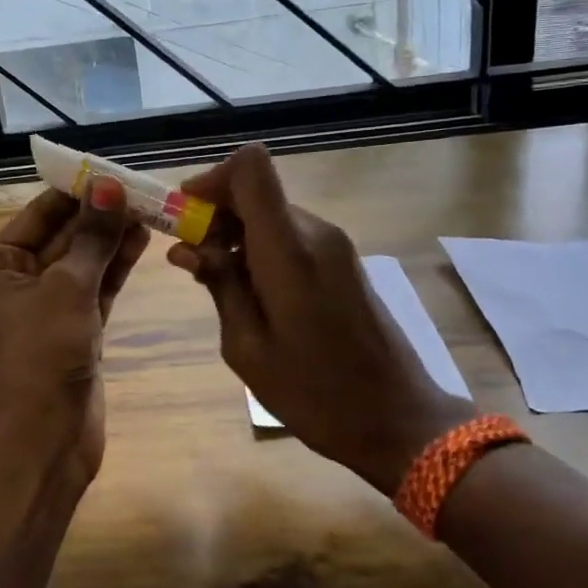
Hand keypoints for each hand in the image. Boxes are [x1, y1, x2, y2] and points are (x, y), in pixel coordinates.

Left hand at [0, 177, 149, 487]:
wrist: (44, 439)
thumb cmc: (42, 355)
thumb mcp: (67, 288)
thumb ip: (91, 237)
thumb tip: (107, 186)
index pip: (37, 215)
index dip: (73, 192)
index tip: (109, 171)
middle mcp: (18, 284)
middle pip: (62, 236)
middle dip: (97, 215)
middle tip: (138, 188)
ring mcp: (48, 309)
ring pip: (83, 262)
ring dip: (111, 238)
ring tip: (148, 209)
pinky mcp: (75, 331)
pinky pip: (95, 288)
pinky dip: (115, 267)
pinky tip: (141, 240)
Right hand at [167, 144, 473, 494]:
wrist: (400, 420)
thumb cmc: (316, 393)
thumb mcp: (248, 348)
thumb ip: (219, 286)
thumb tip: (189, 248)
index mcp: (289, 250)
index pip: (250, 167)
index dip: (211, 179)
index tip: (186, 215)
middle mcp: (315, 232)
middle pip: (256, 191)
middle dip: (216, 215)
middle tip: (191, 262)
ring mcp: (335, 245)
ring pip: (271, 214)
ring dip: (237, 235)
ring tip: (219, 285)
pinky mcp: (344, 261)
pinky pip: (291, 235)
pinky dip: (261, 249)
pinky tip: (253, 294)